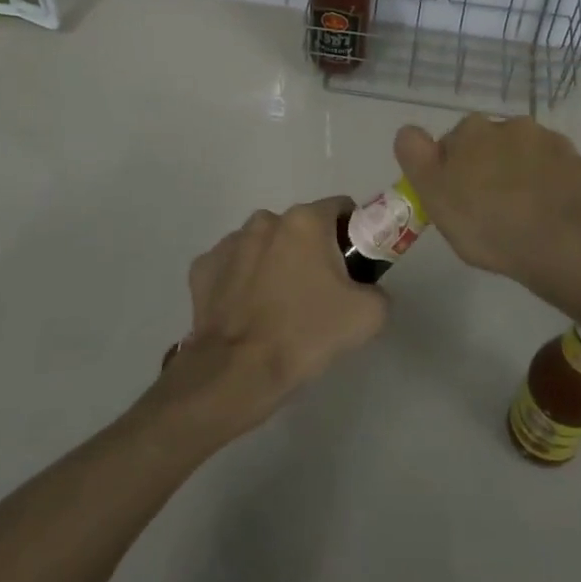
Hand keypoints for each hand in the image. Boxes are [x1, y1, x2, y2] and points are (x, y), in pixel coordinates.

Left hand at [163, 197, 387, 437]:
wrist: (238, 373)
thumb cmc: (306, 334)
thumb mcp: (369, 315)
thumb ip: (378, 289)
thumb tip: (368, 289)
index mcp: (305, 221)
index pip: (340, 209)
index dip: (352, 234)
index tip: (353, 266)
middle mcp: (265, 220)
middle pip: (301, 228)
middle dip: (312, 251)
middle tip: (320, 294)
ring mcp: (228, 242)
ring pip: (265, 245)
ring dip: (276, 263)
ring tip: (280, 307)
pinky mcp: (203, 268)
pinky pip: (234, 267)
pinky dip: (243, 281)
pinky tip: (249, 312)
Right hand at [394, 117, 580, 310]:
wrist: (562, 245)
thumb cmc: (487, 222)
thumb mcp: (432, 194)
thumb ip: (416, 155)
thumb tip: (410, 130)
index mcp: (475, 130)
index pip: (456, 141)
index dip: (454, 169)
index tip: (459, 199)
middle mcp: (516, 126)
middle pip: (497, 145)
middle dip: (495, 167)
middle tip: (493, 210)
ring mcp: (557, 146)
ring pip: (535, 158)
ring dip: (530, 176)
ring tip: (528, 217)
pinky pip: (569, 177)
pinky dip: (563, 191)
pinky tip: (559, 218)